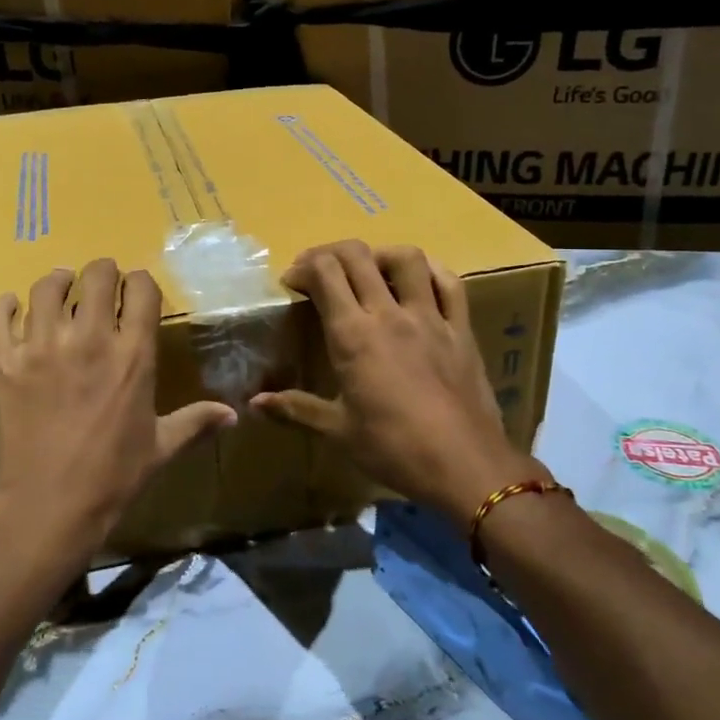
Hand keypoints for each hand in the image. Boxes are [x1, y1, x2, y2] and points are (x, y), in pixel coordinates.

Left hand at [0, 259, 235, 567]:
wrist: (46, 508)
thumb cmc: (111, 479)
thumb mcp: (160, 448)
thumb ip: (195, 422)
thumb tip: (234, 415)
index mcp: (133, 355)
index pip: (141, 289)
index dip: (140, 282)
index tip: (135, 290)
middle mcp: (89, 338)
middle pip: (96, 275)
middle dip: (101, 273)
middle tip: (98, 285)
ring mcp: (41, 346)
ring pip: (47, 288)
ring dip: (57, 283)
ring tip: (60, 290)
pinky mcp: (1, 362)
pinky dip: (4, 306)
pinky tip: (12, 310)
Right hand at [253, 241, 539, 528]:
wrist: (464, 466)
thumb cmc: (393, 449)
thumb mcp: (338, 431)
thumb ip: (295, 408)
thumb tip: (255, 403)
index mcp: (353, 335)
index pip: (324, 273)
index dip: (303, 267)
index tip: (293, 284)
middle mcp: (389, 314)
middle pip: (357, 255)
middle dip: (330, 253)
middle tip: (319, 273)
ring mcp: (430, 317)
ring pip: (406, 258)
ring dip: (380, 255)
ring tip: (368, 271)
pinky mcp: (461, 329)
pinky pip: (450, 283)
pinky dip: (431, 271)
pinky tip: (418, 281)